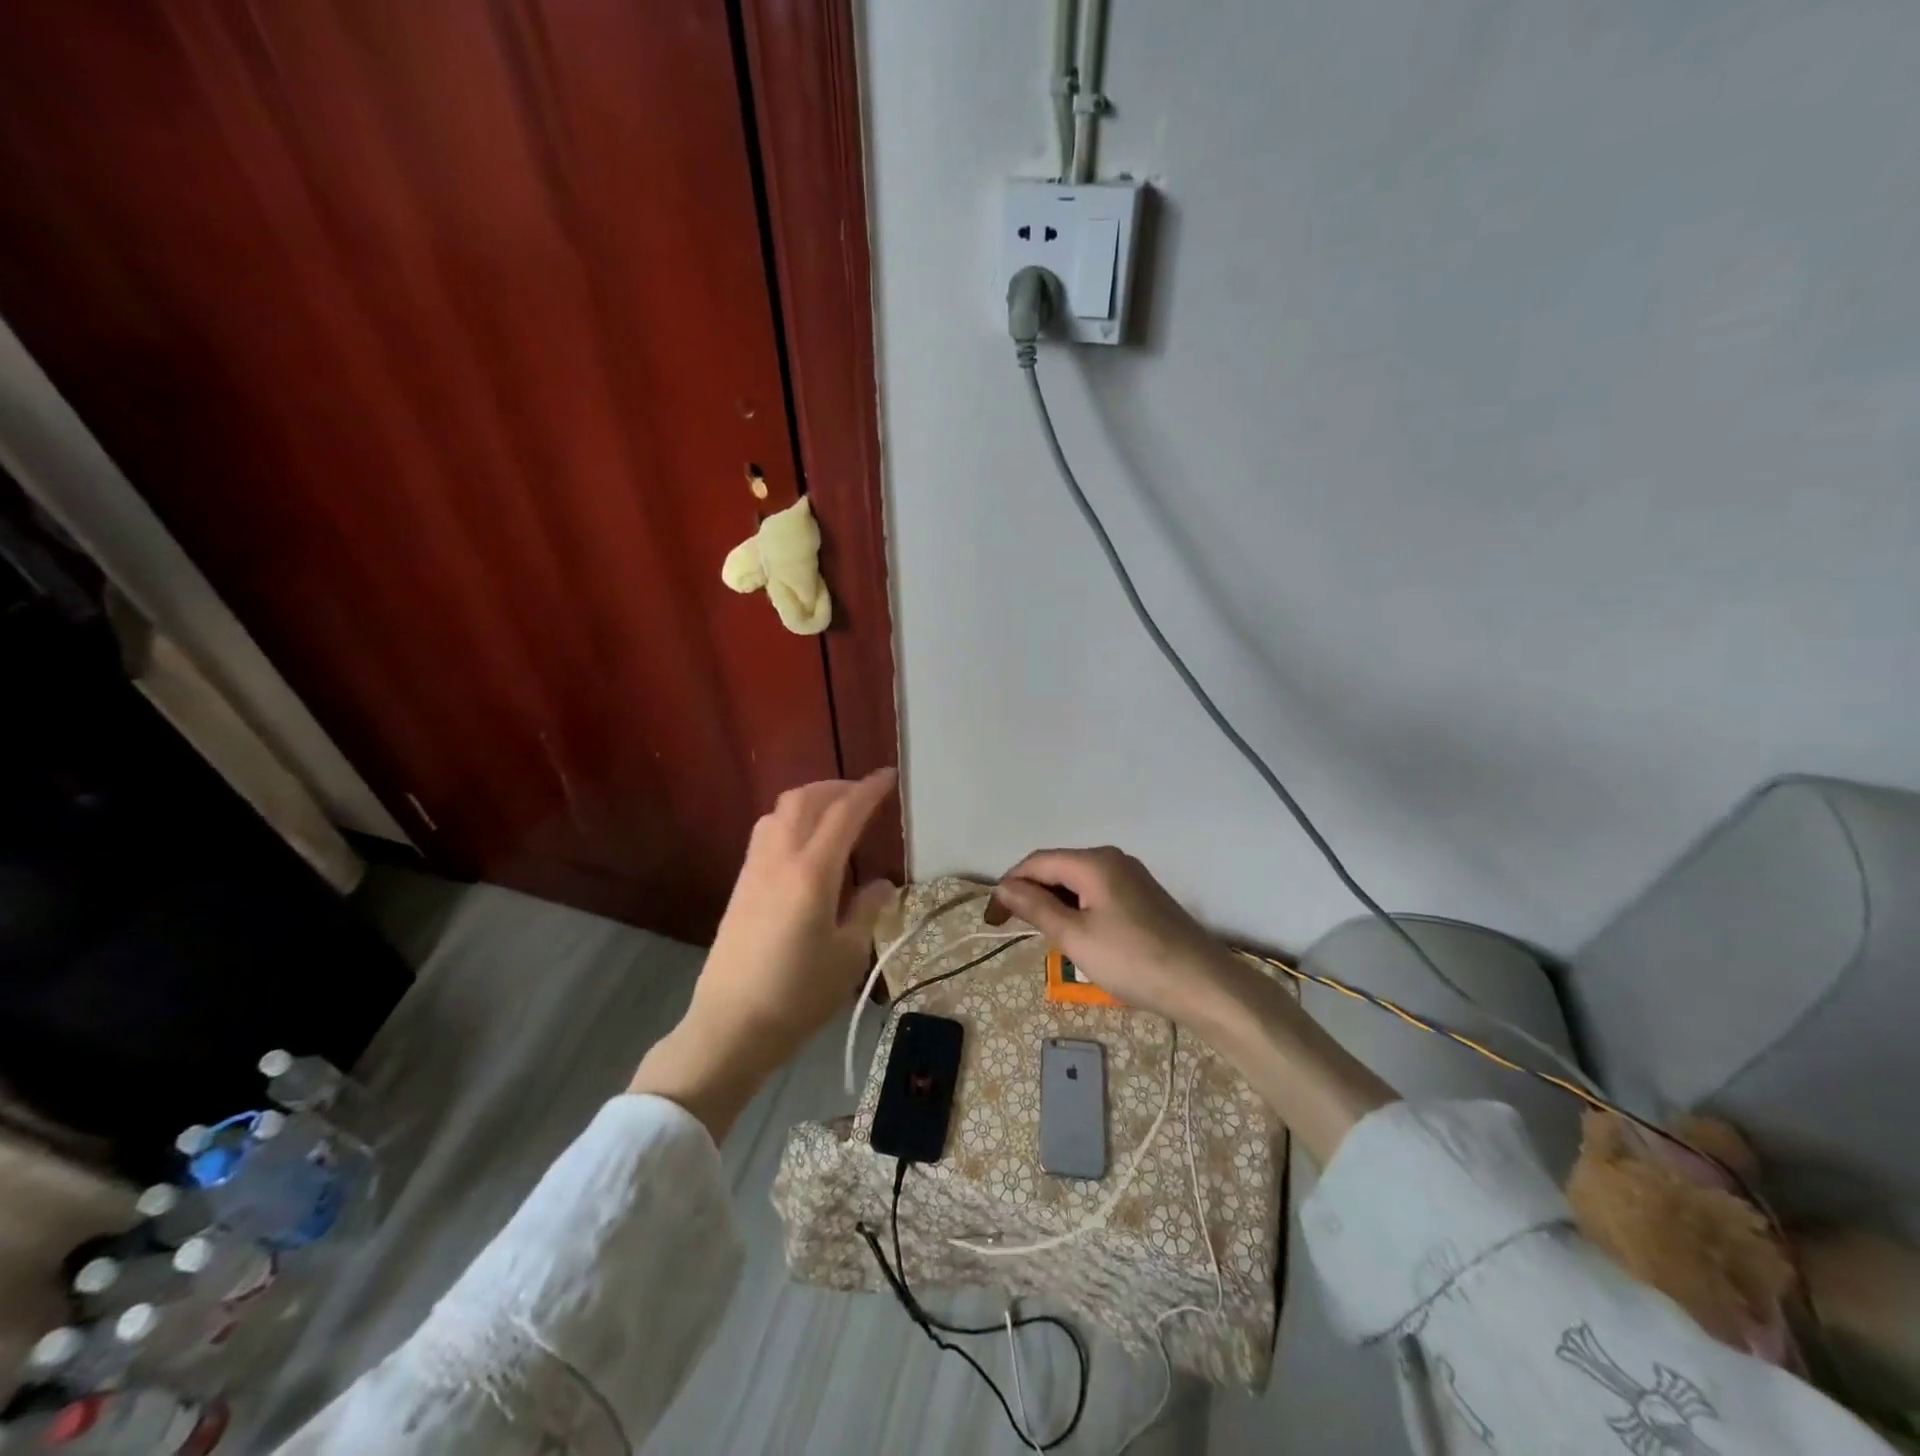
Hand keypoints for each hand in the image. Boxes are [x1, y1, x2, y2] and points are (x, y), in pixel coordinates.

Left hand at [631, 770, 896, 1137]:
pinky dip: (791, 820)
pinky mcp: (740, 886)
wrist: (730, 1026)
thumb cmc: (797, 995)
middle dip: (836, 787)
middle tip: (863, 795)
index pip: (844, 814)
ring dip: (810, 800)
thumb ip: (867, 911)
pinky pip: (766, 832)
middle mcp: (779, 859)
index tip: (889, 777)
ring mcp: (754, 870)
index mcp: (812, 872)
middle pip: (804, 799)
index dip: (869, 790)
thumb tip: (882, 884)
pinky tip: (805, 845)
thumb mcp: (847, 955)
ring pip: (780, 811)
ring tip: (835, 815)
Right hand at [986, 847, 1242, 1028]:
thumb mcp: (1075, 936)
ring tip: (1040, 934)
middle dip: (1029, 893)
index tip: (990, 920)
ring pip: (1077, 881)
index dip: (1008, 886)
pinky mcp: (1143, 896)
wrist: (1203, 985)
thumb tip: (1004, 888)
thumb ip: (1035, 907)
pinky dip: (1076, 907)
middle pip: (1057, 867)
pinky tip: (1075, 933)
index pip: (1036, 862)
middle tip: (1010, 928)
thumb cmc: (1132, 960)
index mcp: (1093, 861)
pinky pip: (1096, 892)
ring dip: (1052, 902)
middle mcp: (1112, 859)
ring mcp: (1131, 876)